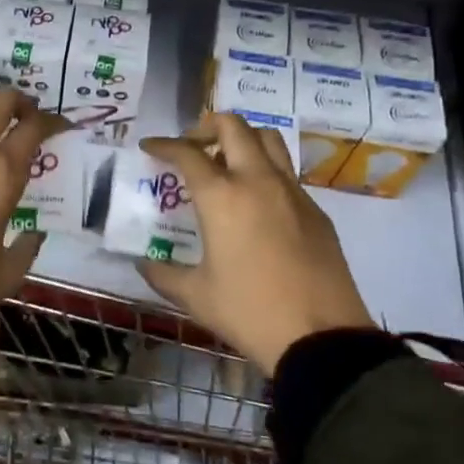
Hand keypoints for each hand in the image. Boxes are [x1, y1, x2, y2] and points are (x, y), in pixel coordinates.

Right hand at [137, 113, 371, 373]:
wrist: (321, 337)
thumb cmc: (249, 312)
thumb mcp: (196, 296)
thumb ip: (163, 274)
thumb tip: (143, 264)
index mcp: (222, 197)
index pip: (187, 153)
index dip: (164, 144)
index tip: (149, 147)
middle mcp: (258, 181)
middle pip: (234, 127)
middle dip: (207, 126)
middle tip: (192, 146)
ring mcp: (292, 192)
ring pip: (268, 139)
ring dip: (242, 139)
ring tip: (226, 163)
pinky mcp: (315, 210)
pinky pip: (287, 172)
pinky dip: (265, 169)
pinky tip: (256, 201)